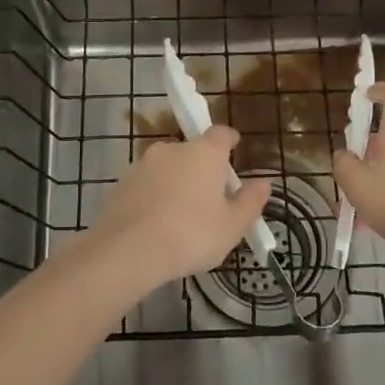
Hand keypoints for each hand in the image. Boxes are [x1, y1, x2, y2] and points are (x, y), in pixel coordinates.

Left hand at [77, 127, 271, 291]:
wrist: (129, 250)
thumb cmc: (191, 235)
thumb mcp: (232, 226)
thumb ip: (250, 202)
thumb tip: (264, 183)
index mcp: (204, 153)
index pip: (221, 133)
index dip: (230, 140)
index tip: (234, 148)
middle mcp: (172, 149)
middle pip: (193, 152)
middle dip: (202, 169)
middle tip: (209, 198)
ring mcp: (142, 164)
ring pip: (167, 168)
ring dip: (175, 183)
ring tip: (180, 217)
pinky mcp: (121, 183)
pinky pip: (146, 185)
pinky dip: (154, 197)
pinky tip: (156, 224)